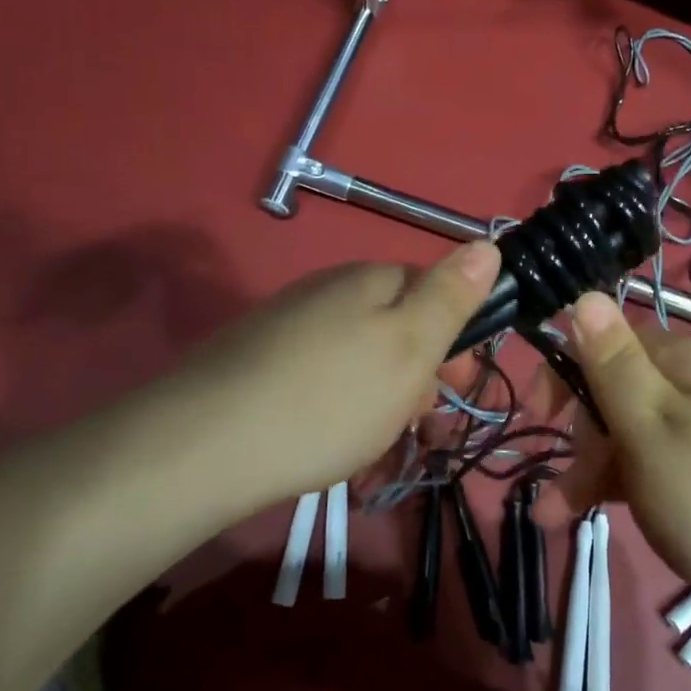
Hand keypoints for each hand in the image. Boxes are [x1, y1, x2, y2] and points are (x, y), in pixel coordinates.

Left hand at [173, 240, 501, 510]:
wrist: (203, 447)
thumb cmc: (330, 398)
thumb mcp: (410, 346)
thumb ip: (450, 296)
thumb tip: (487, 243)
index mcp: (369, 279)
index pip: (433, 289)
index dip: (456, 338)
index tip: (457, 389)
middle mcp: (327, 291)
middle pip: (395, 325)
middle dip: (417, 375)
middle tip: (416, 426)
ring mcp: (287, 325)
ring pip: (358, 356)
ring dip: (380, 398)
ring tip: (373, 446)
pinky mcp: (256, 362)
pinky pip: (319, 378)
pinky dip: (337, 408)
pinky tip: (328, 443)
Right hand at [559, 291, 690, 629]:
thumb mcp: (650, 427)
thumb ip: (613, 362)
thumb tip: (585, 293)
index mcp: (681, 361)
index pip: (607, 339)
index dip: (566, 371)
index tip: (540, 415)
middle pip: (615, 388)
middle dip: (578, 430)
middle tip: (563, 479)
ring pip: (628, 431)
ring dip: (587, 467)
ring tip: (554, 516)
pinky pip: (650, 463)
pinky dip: (616, 484)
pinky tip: (586, 515)